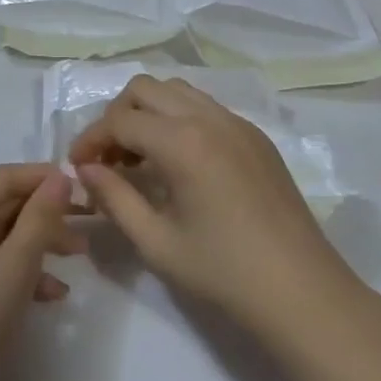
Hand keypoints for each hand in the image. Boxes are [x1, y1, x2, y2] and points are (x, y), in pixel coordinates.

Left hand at [0, 164, 84, 380]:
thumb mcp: (14, 268)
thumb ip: (41, 218)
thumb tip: (61, 176)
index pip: (6, 176)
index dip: (47, 179)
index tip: (88, 188)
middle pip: (4, 203)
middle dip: (47, 214)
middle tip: (91, 225)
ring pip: (3, 233)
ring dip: (41, 243)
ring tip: (80, 259)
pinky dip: (23, 271)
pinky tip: (54, 295)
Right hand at [69, 75, 361, 344]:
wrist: (302, 291)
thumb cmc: (224, 272)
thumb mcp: (157, 242)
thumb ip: (115, 198)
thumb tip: (86, 170)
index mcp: (182, 141)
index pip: (120, 119)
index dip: (91, 139)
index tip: (78, 167)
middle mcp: (208, 117)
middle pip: (145, 88)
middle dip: (117, 116)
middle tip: (109, 159)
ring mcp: (236, 122)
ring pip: (177, 90)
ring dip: (149, 112)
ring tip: (141, 158)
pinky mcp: (255, 136)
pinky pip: (205, 107)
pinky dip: (179, 119)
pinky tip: (180, 162)